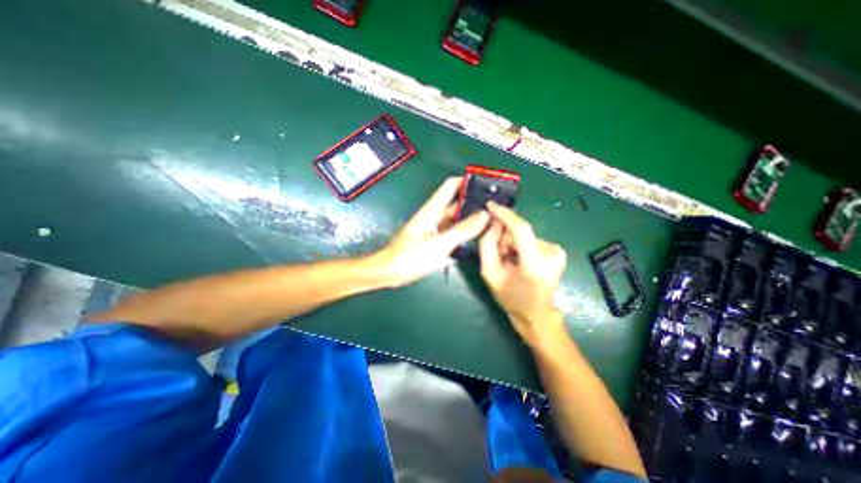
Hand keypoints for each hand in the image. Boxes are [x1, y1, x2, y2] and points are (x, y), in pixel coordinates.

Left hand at [372, 179, 486, 287]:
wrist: (390, 272)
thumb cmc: (411, 257)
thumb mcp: (440, 244)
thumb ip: (462, 230)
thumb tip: (484, 215)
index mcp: (433, 209)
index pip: (452, 185)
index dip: (468, 181)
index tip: (488, 186)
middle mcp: (435, 215)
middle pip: (457, 202)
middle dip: (475, 203)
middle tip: (496, 208)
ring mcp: (435, 227)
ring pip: (457, 218)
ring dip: (471, 219)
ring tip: (492, 221)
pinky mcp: (435, 239)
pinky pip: (453, 231)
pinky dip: (464, 232)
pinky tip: (477, 237)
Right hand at [481, 203, 569, 346]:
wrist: (536, 314)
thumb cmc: (511, 298)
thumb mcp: (489, 274)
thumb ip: (487, 245)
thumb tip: (493, 222)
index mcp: (535, 265)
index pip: (521, 229)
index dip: (505, 215)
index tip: (490, 205)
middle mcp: (551, 254)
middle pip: (520, 232)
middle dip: (505, 239)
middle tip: (502, 256)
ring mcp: (557, 252)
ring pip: (524, 235)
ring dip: (513, 244)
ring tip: (511, 262)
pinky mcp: (558, 251)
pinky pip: (531, 239)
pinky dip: (522, 246)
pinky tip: (521, 261)